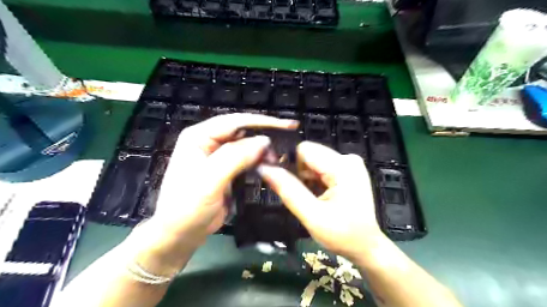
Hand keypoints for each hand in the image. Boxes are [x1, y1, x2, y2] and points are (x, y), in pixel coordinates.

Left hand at [132, 114, 298, 271]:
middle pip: (242, 131)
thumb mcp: (209, 182)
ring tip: (278, 159)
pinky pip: (246, 159)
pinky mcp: (226, 169)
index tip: (287, 126)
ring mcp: (217, 156)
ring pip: (246, 145)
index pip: (235, 121)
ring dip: (263, 151)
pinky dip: (259, 161)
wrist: (179, 235)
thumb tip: (264, 141)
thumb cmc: (187, 208)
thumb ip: (235, 158)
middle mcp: (208, 141)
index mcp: (199, 137)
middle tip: (286, 146)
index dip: (262, 122)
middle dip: (264, 137)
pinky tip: (270, 165)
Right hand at [259, 141, 385, 260]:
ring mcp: (349, 164)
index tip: (287, 185)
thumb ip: (288, 190)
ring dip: (307, 179)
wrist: (366, 247)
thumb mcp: (312, 216)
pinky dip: (315, 180)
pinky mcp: (348, 170)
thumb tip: (264, 169)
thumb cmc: (343, 235)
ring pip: (313, 162)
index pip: (304, 150)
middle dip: (300, 175)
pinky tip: (320, 196)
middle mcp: (348, 159)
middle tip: (304, 197)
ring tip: (313, 199)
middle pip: (309, 155)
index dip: (290, 165)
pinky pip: (321, 167)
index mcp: (343, 166)